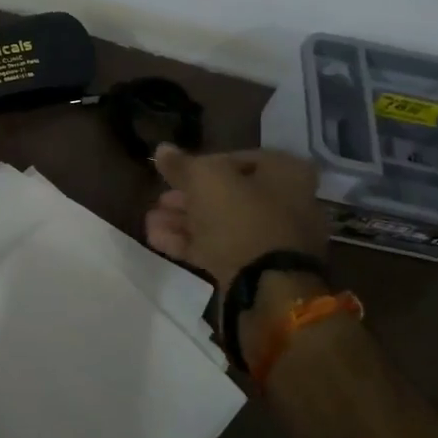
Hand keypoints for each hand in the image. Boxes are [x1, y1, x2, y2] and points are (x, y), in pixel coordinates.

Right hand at [144, 145, 333, 297]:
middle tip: (159, 200)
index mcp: (285, 172)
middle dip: (187, 197)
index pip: (237, 158)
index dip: (202, 163)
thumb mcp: (205, 179)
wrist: (267, 288)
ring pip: (221, 223)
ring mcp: (273, 239)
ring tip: (150, 222)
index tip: (175, 173)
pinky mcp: (258, 269)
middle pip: (228, 194)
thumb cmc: (241, 218)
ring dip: (183, 221)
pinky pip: (222, 248)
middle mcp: (287, 202)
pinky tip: (157, 239)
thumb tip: (162, 150)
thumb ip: (181, 164)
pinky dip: (191, 242)